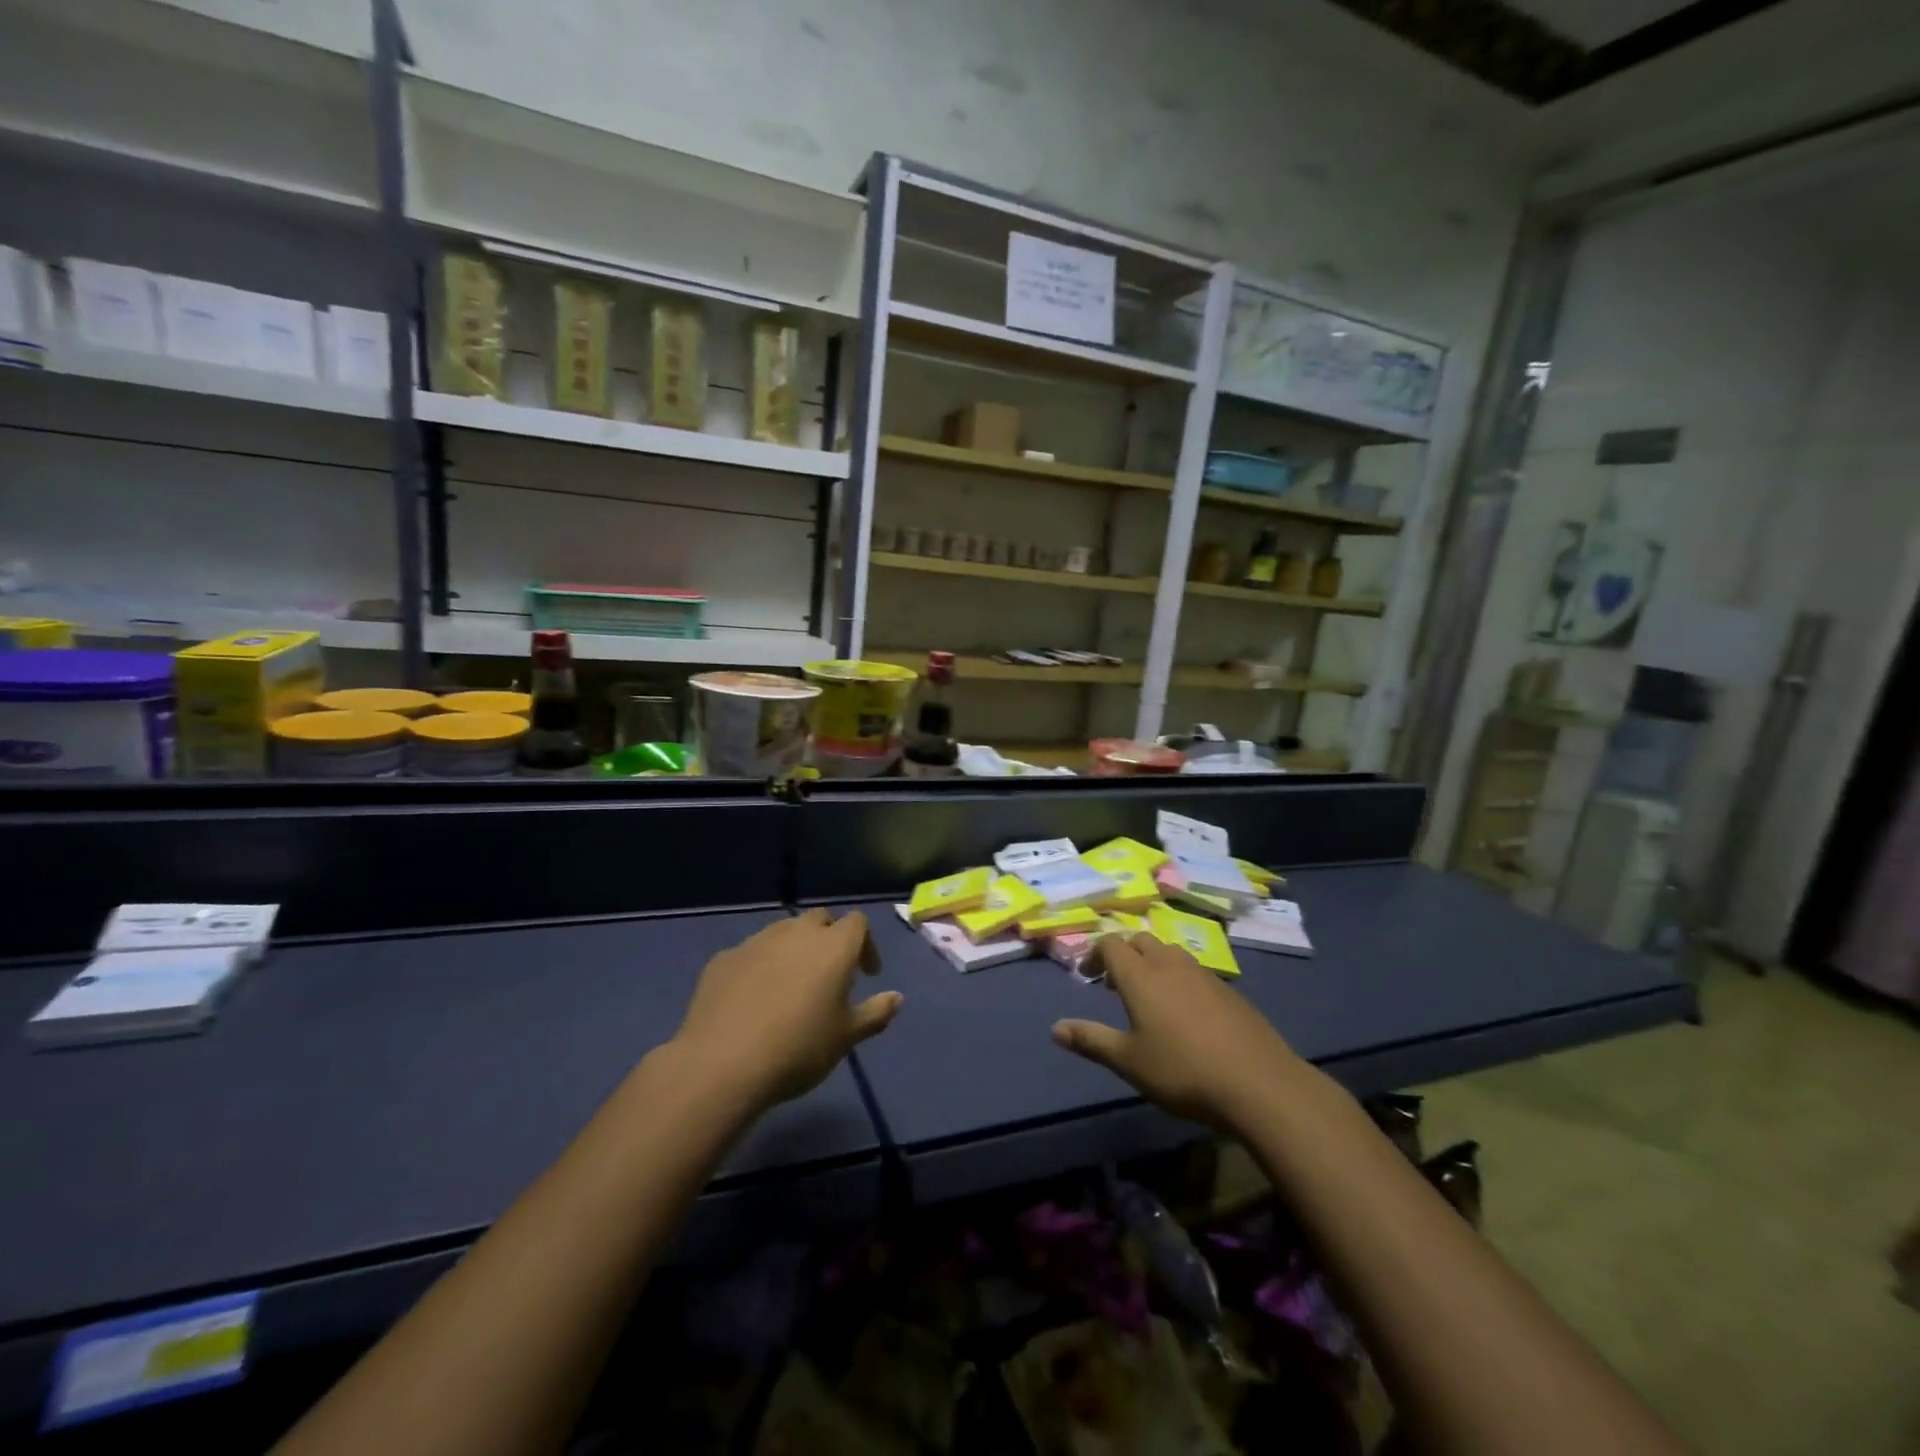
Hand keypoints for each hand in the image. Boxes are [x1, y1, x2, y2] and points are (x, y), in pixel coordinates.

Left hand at [671, 909, 900, 1110]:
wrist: (722, 1063)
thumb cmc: (798, 1048)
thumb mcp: (846, 1037)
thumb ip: (875, 1013)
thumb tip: (896, 997)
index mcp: (833, 946)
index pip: (857, 923)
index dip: (866, 944)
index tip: (866, 974)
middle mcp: (796, 933)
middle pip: (820, 920)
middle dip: (829, 939)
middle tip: (830, 975)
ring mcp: (756, 942)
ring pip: (783, 932)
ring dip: (794, 950)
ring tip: (792, 986)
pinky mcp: (724, 959)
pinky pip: (751, 954)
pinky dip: (760, 967)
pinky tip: (754, 999)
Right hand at [1052, 933, 1305, 1131]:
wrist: (1258, 1083)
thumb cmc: (1183, 1071)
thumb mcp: (1129, 1062)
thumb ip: (1091, 1040)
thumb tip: (1055, 1028)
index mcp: (1140, 976)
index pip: (1110, 944)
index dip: (1094, 954)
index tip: (1087, 977)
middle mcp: (1169, 964)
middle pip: (1139, 941)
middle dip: (1122, 955)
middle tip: (1113, 985)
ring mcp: (1203, 974)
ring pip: (1168, 952)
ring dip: (1151, 963)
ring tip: (1148, 995)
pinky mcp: (1228, 989)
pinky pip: (1193, 970)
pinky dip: (1178, 978)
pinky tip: (1185, 1013)